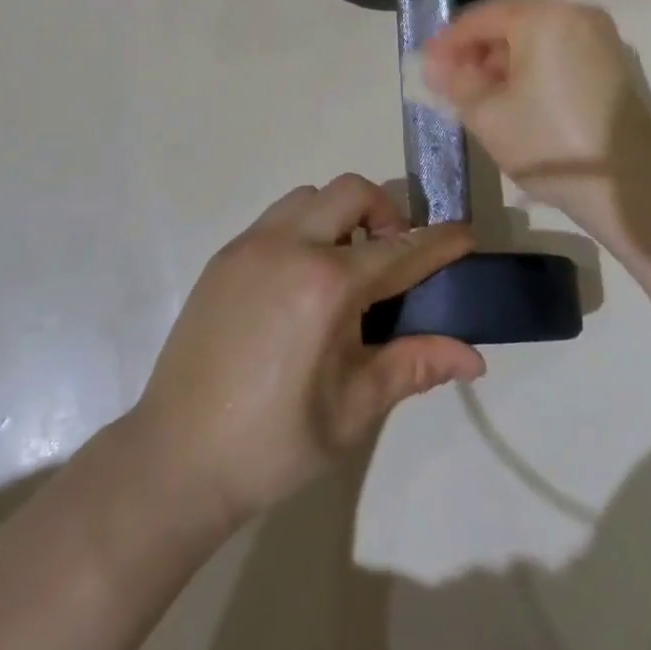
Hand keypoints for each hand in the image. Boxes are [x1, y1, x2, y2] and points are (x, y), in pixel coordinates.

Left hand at [131, 176, 484, 525]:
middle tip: (392, 259)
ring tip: (345, 269)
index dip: (440, 241)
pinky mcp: (224, 255)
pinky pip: (276, 218)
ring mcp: (250, 245)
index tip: (465, 235)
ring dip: (340, 216)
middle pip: (351, 192)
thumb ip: (413, 366)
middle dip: (386, 213)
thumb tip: (472, 356)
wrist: (177, 457)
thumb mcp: (353, 409)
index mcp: (327, 286)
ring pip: (310, 197)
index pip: (401, 249)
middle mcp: (288, 247)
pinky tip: (301, 281)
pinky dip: (304, 228)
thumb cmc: (274, 443)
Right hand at [421, 0, 650, 244]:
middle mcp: (576, 15)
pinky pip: (559, 53)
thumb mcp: (487, 114)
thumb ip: (456, 81)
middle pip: (510, 23)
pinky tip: (514, 99)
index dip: (448, 42)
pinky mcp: (613, 64)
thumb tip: (436, 65)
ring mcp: (600, 38)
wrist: (631, 188)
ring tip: (478, 94)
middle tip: (448, 81)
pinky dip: (531, 69)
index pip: (481, 17)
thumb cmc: (549, 143)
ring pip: (535, 39)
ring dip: (503, 61)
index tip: (425, 66)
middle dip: (476, 51)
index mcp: (544, 17)